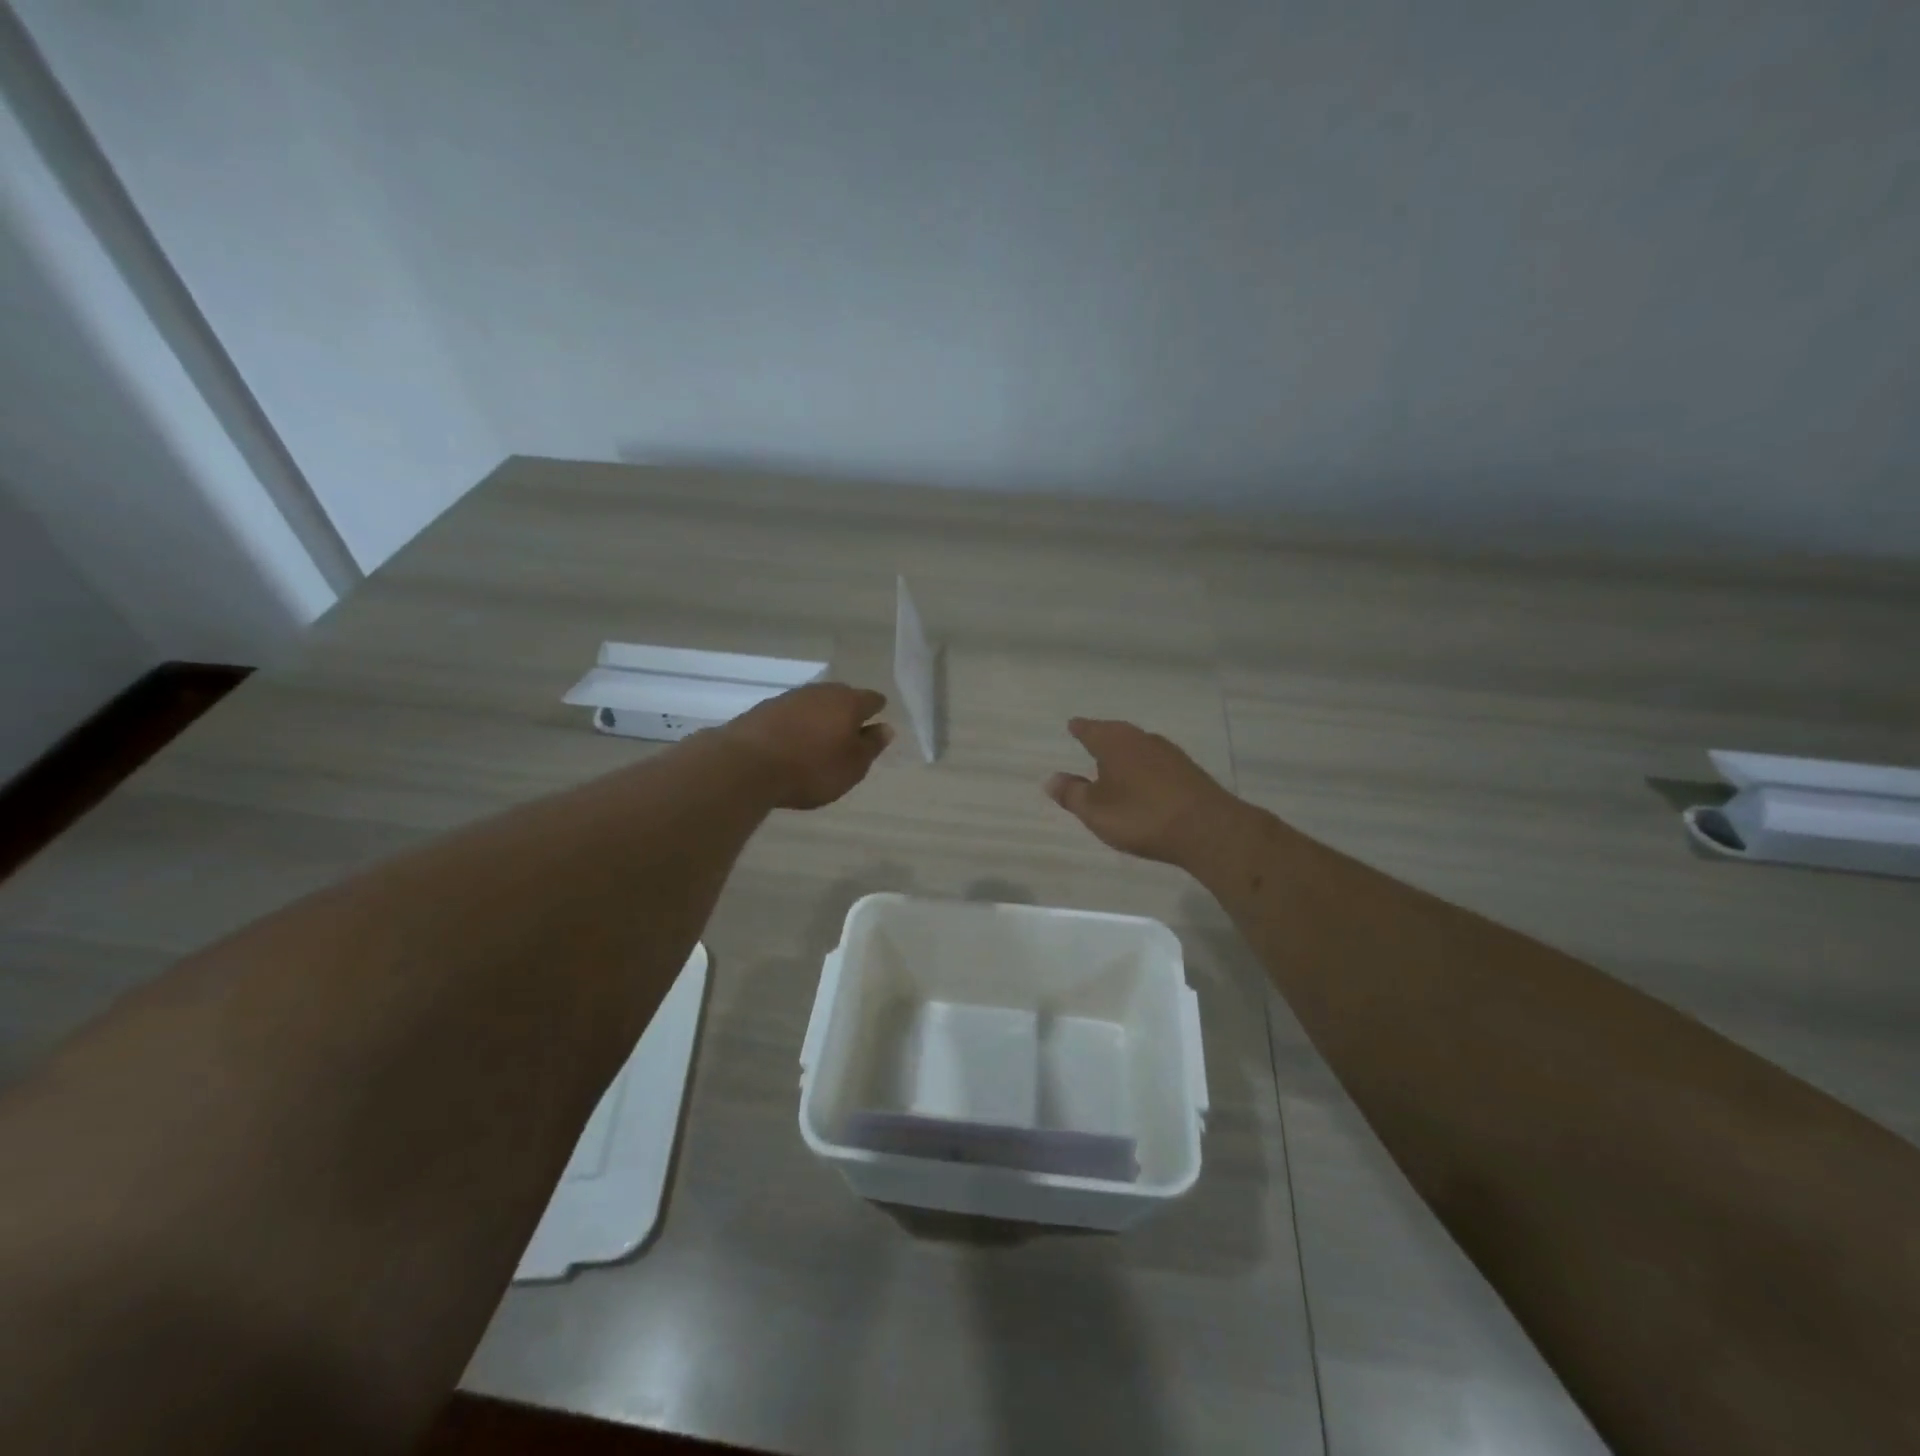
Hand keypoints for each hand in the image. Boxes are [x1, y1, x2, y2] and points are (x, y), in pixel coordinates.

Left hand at [714, 682, 893, 809]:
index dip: (877, 712)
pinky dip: (797, 725)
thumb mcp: (852, 766)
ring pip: (815, 703)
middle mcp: (821, 692)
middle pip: (842, 697)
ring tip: (820, 740)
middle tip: (849, 734)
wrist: (747, 764)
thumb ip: (871, 746)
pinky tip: (793, 742)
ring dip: (820, 718)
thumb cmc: (812, 768)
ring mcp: (790, 697)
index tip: (876, 725)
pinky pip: (791, 714)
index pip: (872, 700)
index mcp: (849, 702)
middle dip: (847, 712)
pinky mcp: (764, 709)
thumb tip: (885, 728)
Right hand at [1045, 718, 1241, 867]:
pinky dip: (1145, 766)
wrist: (1207, 829)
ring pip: (1139, 745)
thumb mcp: (1096, 811)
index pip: (1090, 730)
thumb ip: (1072, 794)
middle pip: (1117, 732)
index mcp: (1114, 743)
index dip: (1080, 729)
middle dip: (1103, 736)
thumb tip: (1051, 778)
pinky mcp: (1189, 771)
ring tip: (1115, 760)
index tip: (1072, 725)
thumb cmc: (1141, 816)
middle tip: (1091, 737)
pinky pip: (1157, 761)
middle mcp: (1142, 740)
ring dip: (1126, 751)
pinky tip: (1144, 779)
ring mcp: (1169, 753)